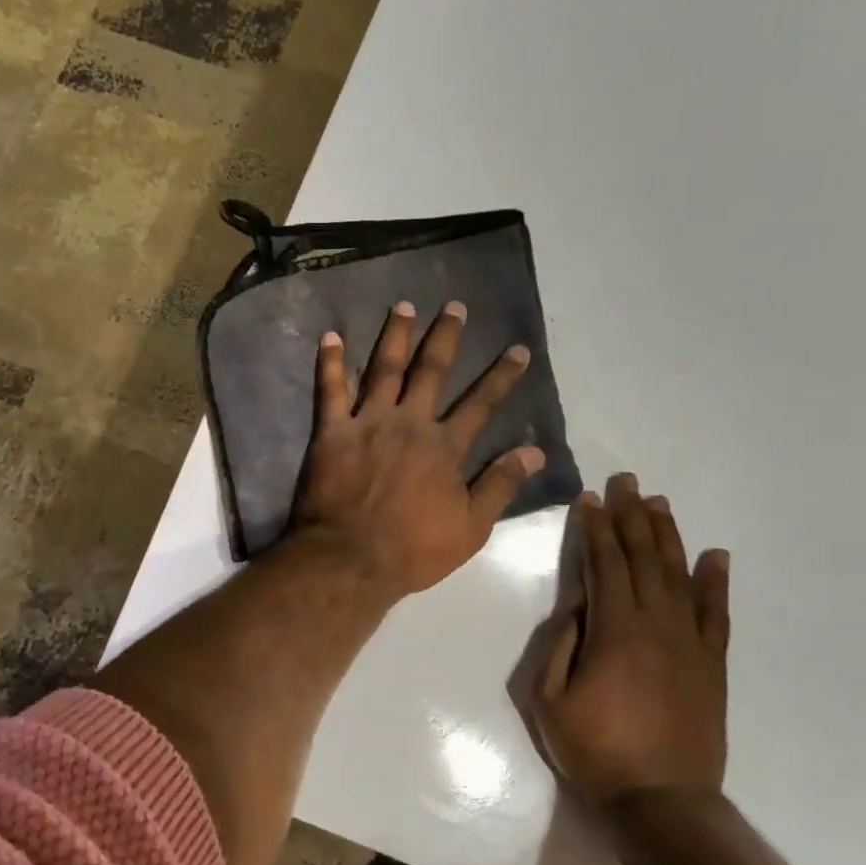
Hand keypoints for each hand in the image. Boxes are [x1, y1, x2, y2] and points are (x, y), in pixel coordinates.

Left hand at [291, 300, 541, 598]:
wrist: (351, 558)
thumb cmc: (413, 549)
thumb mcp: (472, 527)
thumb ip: (501, 485)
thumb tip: (534, 450)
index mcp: (445, 447)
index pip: (481, 404)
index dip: (502, 376)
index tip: (517, 349)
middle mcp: (410, 423)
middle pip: (431, 372)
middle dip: (445, 337)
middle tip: (454, 306)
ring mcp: (369, 423)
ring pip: (385, 369)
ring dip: (395, 336)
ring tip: (403, 306)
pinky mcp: (332, 432)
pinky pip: (330, 390)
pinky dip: (330, 362)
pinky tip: (331, 336)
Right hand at [533, 474, 730, 805]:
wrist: (662, 800)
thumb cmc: (595, 750)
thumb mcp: (549, 699)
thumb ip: (560, 645)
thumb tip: (577, 606)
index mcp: (614, 631)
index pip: (604, 565)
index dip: (595, 529)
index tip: (589, 499)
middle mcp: (655, 626)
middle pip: (643, 559)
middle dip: (631, 517)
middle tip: (627, 482)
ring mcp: (689, 643)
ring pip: (678, 576)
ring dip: (667, 536)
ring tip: (659, 504)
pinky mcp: (711, 664)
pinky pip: (715, 614)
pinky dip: (715, 582)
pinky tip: (714, 555)